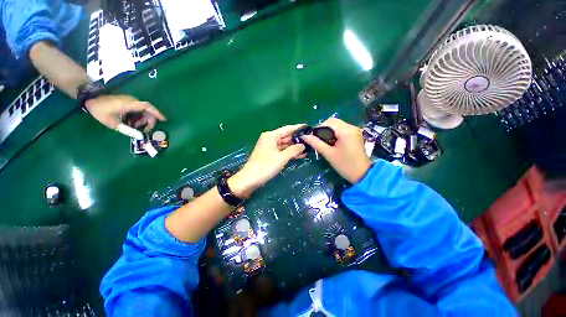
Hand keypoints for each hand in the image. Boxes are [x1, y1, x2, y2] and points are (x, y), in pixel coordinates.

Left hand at [85, 95, 165, 132]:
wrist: (90, 99)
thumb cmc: (100, 111)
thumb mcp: (113, 123)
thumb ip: (128, 130)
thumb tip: (140, 136)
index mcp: (129, 105)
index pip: (148, 107)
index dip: (157, 113)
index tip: (163, 120)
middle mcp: (132, 101)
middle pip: (148, 110)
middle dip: (149, 121)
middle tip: (145, 130)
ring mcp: (130, 101)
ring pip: (143, 111)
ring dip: (142, 119)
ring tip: (135, 126)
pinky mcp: (127, 102)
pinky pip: (138, 109)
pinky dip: (138, 116)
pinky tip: (132, 122)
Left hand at [228, 124, 305, 197]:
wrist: (250, 179)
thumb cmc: (266, 166)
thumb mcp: (282, 158)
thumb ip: (294, 150)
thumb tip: (303, 145)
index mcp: (271, 136)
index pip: (287, 129)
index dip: (298, 128)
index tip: (309, 128)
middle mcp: (270, 139)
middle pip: (287, 137)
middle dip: (298, 139)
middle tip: (312, 140)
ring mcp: (270, 147)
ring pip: (285, 145)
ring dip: (295, 147)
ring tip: (309, 148)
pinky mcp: (271, 155)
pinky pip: (283, 151)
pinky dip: (290, 153)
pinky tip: (301, 155)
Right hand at [302, 118, 371, 182]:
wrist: (362, 174)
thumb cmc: (344, 164)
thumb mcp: (328, 154)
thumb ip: (316, 143)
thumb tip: (304, 136)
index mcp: (345, 131)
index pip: (328, 122)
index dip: (318, 128)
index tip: (312, 137)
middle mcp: (351, 127)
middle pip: (333, 122)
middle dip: (323, 129)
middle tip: (317, 139)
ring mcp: (355, 131)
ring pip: (338, 125)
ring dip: (329, 131)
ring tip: (323, 141)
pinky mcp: (356, 135)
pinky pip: (342, 129)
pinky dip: (335, 133)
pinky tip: (332, 142)